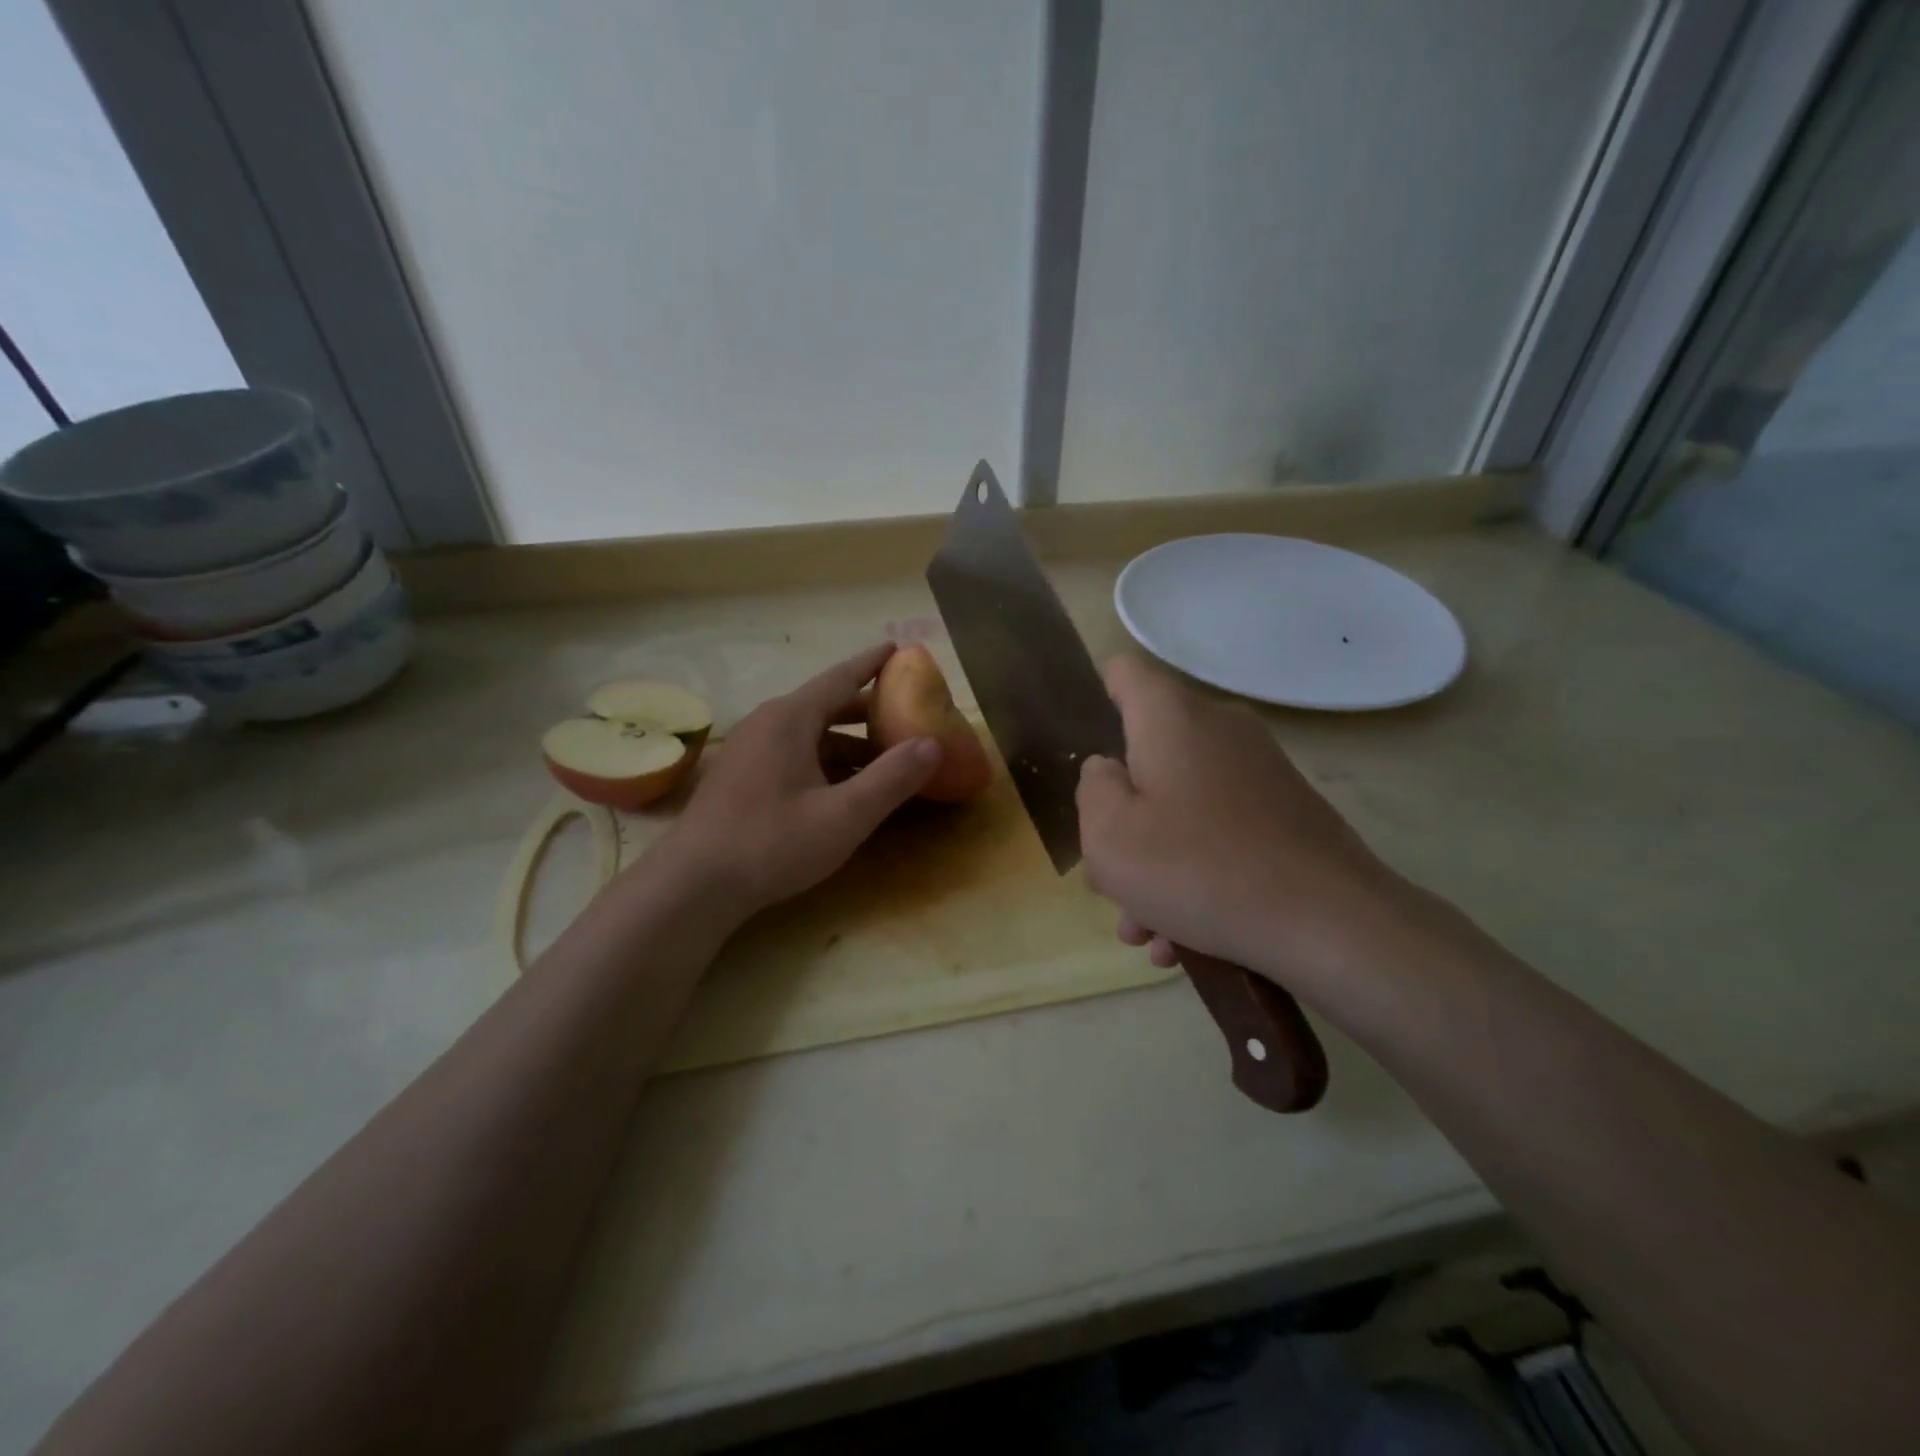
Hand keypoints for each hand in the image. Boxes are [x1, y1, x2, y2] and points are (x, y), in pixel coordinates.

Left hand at [651, 645, 940, 915]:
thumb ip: (892, 779)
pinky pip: (792, 753)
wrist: (694, 885)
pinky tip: (842, 787)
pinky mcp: (741, 776)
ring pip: (808, 733)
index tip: (899, 649)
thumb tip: (932, 744)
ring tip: (883, 756)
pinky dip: (824, 760)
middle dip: (866, 708)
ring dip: (846, 741)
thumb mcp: (844, 815)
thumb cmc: (772, 843)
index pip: (840, 677)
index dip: (872, 663)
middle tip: (904, 711)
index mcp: (790, 719)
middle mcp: (767, 723)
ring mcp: (749, 750)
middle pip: (825, 705)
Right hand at [1076, 656, 1415, 997]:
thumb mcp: (1109, 835)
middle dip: (1121, 815)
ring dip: (1155, 860)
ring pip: (1183, 803)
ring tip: (1145, 929)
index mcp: (1171, 717)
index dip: (1095, 701)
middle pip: (1148, 755)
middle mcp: (1219, 728)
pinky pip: (1222, 829)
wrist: (1331, 923)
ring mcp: (1260, 770)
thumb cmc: (1198, 868)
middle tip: (1109, 877)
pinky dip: (1196, 869)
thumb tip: (1109, 770)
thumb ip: (1093, 789)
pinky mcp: (1288, 811)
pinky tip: (1185, 938)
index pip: (1123, 672)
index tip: (1090, 760)